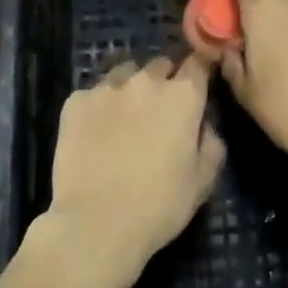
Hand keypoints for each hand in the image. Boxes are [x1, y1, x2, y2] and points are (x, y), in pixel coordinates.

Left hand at [35, 56, 224, 287]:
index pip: (198, 61)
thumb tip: (204, 125)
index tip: (198, 84)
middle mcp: (147, 80)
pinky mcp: (76, 101)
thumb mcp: (203, 181)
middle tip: (160, 111)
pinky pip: (93, 94)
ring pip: (125, 73)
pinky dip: (98, 107)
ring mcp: (108, 87)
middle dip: (164, 81)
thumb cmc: (158, 206)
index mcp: (183, 95)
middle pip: (161, 65)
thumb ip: (211, 143)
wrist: (95, 225)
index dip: (200, 70)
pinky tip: (95, 133)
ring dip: (131, 88)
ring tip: (125, 118)